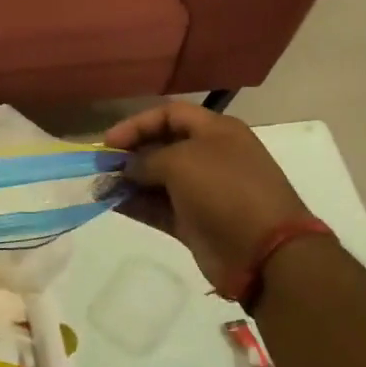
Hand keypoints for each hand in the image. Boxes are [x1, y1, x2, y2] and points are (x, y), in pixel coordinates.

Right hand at [103, 102, 312, 296]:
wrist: (264, 252)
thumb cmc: (224, 190)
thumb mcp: (180, 162)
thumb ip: (145, 160)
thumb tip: (128, 168)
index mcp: (216, 131)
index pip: (169, 114)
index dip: (137, 124)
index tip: (109, 142)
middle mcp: (210, 157)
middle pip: (162, 146)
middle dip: (130, 153)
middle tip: (101, 165)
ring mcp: (203, 191)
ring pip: (158, 179)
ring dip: (129, 181)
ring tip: (100, 187)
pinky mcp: (195, 222)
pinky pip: (160, 207)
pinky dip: (137, 204)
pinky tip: (112, 204)